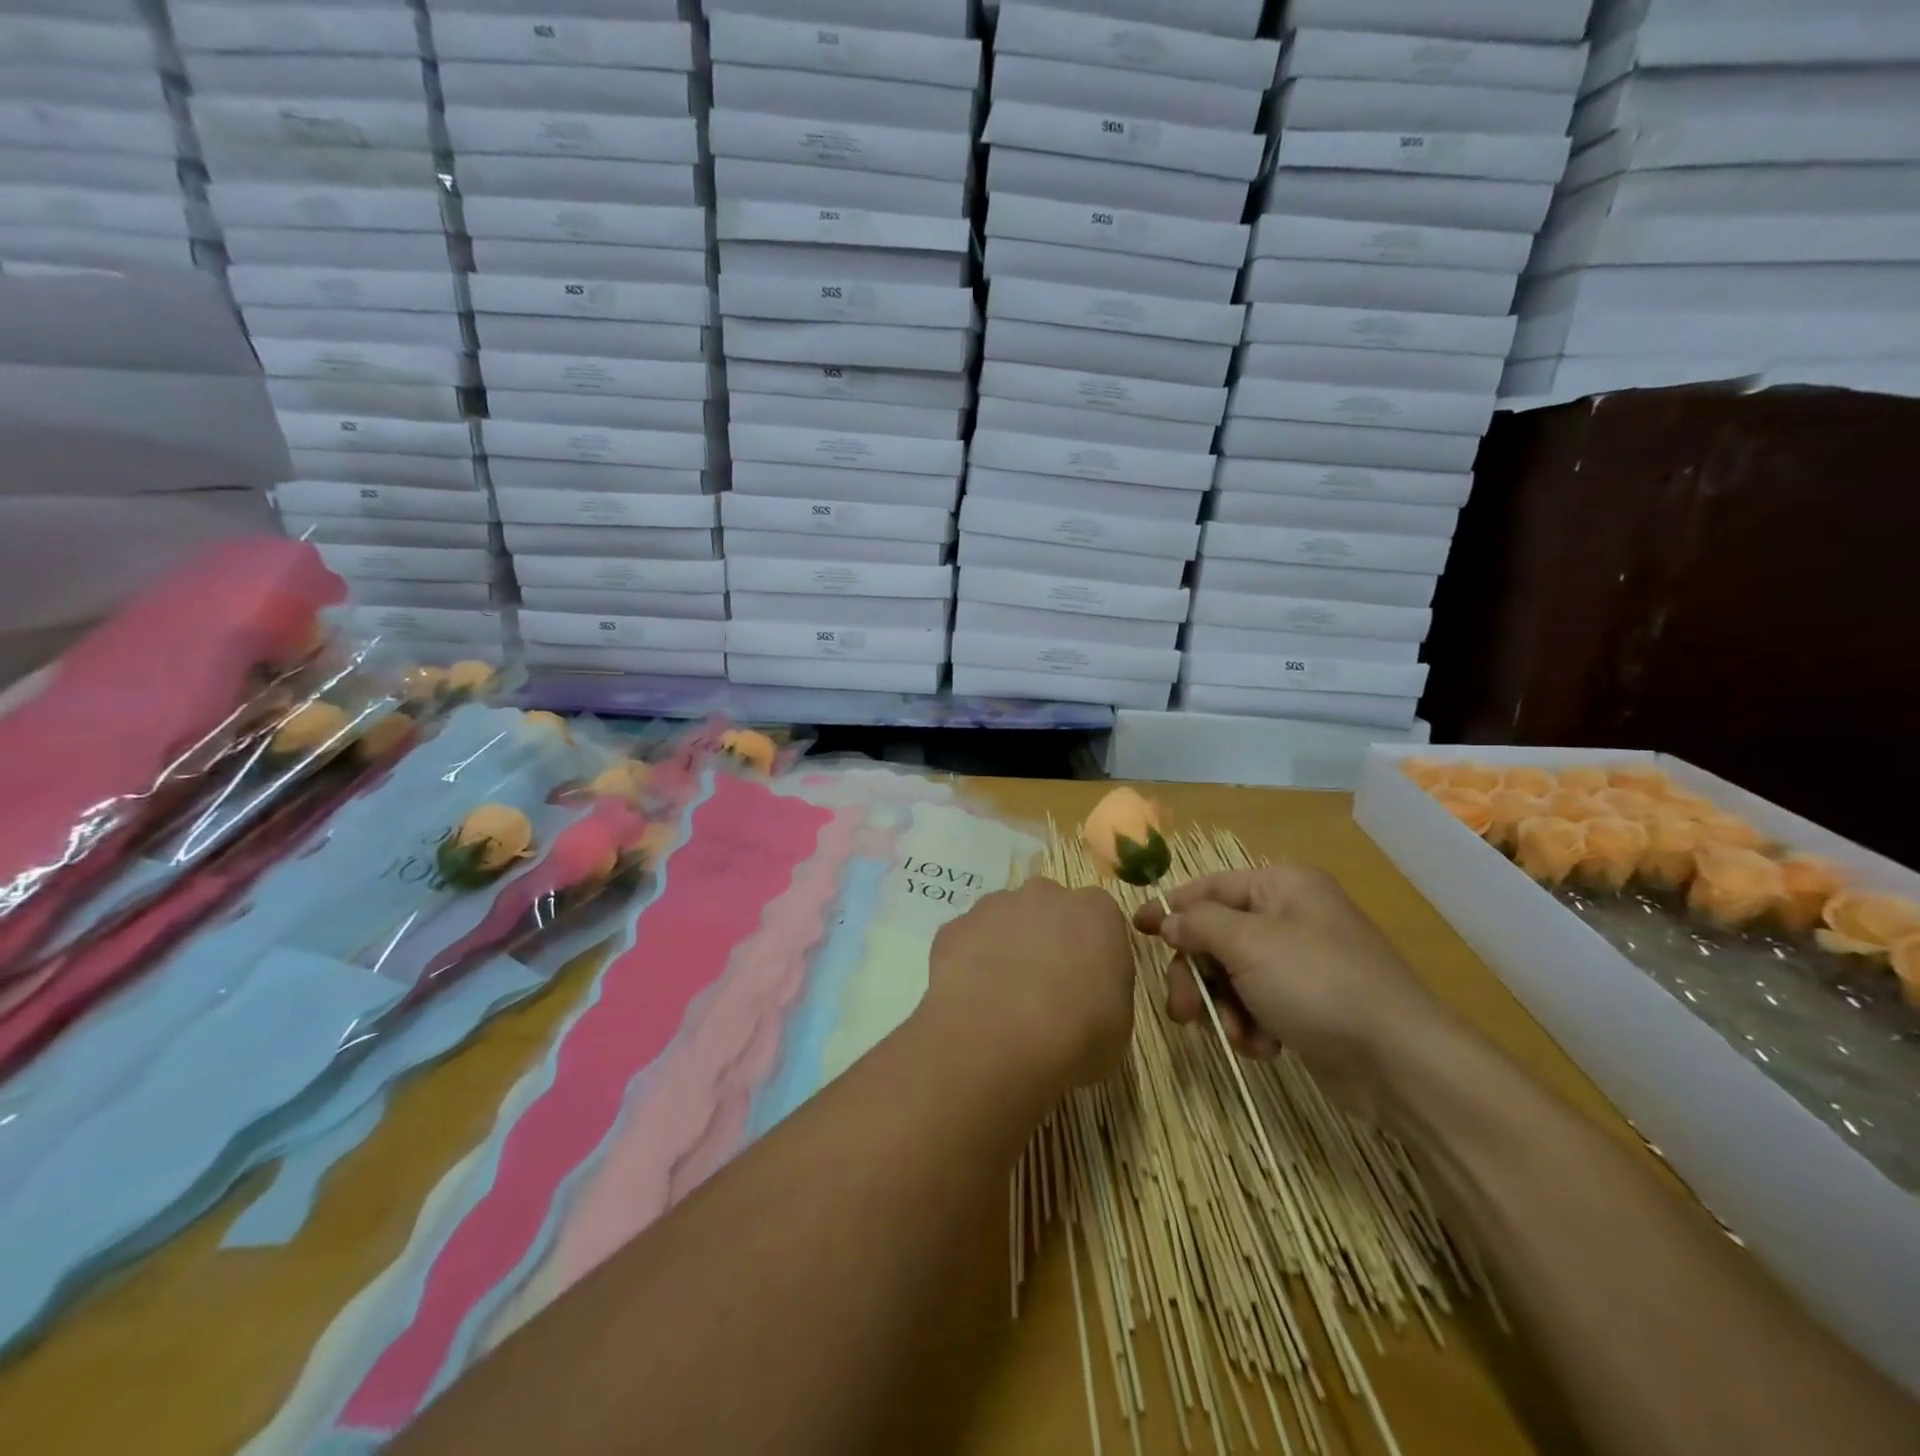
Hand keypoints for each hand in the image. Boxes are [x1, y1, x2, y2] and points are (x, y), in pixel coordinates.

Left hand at [925, 878, 1135, 1091]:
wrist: (996, 1039)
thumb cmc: (1075, 1035)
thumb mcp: (1118, 1024)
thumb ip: (1105, 991)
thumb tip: (1087, 993)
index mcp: (1096, 912)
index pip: (1099, 918)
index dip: (1091, 950)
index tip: (1087, 983)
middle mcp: (1045, 895)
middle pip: (1048, 908)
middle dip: (1046, 937)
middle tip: (1044, 988)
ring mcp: (994, 906)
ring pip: (1004, 919)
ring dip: (1005, 947)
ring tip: (1002, 998)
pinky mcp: (954, 926)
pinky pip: (967, 940)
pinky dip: (969, 963)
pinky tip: (971, 1000)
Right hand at [1133, 866, 1459, 1119]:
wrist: (1400, 1063)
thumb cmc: (1318, 984)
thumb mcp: (1249, 944)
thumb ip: (1199, 925)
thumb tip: (1168, 920)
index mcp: (1281, 887)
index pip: (1209, 888)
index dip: (1171, 908)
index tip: (1136, 929)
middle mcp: (1289, 918)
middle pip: (1216, 937)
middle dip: (1198, 975)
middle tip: (1183, 1009)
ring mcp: (1299, 964)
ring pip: (1230, 977)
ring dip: (1223, 1007)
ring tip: (1236, 1035)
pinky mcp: (1306, 1007)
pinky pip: (1256, 1006)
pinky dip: (1251, 1026)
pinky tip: (1263, 1048)